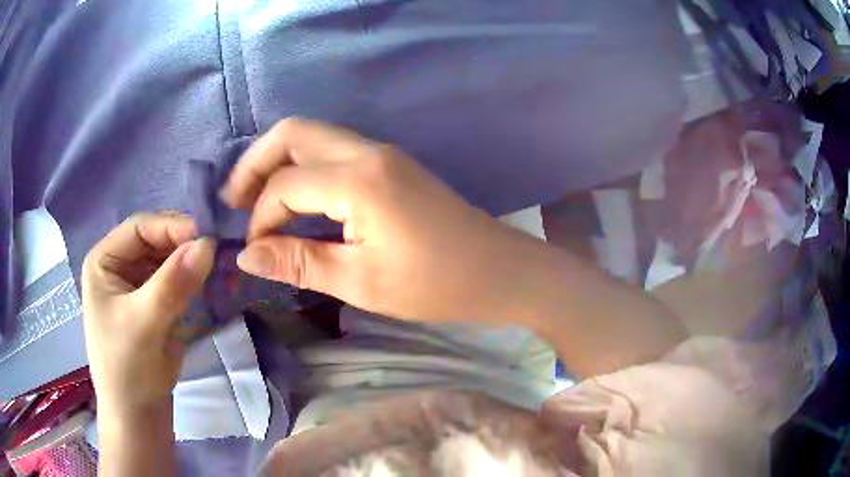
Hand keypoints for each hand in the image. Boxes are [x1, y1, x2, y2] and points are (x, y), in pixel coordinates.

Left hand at [82, 213, 215, 416]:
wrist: (138, 415)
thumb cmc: (127, 368)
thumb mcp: (144, 323)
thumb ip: (172, 283)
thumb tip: (209, 244)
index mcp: (105, 261)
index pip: (140, 228)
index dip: (172, 227)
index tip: (208, 236)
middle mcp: (120, 266)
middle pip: (156, 242)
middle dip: (185, 246)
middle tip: (219, 254)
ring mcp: (139, 286)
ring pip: (170, 261)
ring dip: (193, 264)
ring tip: (220, 269)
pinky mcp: (156, 305)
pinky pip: (177, 283)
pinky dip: (194, 282)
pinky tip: (211, 285)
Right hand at [221, 118, 538, 322]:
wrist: (499, 271)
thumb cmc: (436, 284)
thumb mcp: (360, 282)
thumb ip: (298, 262)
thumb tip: (246, 255)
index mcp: (359, 179)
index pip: (285, 184)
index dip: (261, 217)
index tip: (256, 251)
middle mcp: (367, 151)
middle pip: (293, 133)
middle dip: (255, 163)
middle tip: (236, 201)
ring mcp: (382, 152)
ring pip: (313, 137)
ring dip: (279, 163)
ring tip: (256, 201)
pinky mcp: (390, 164)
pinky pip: (333, 153)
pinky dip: (304, 169)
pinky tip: (295, 200)